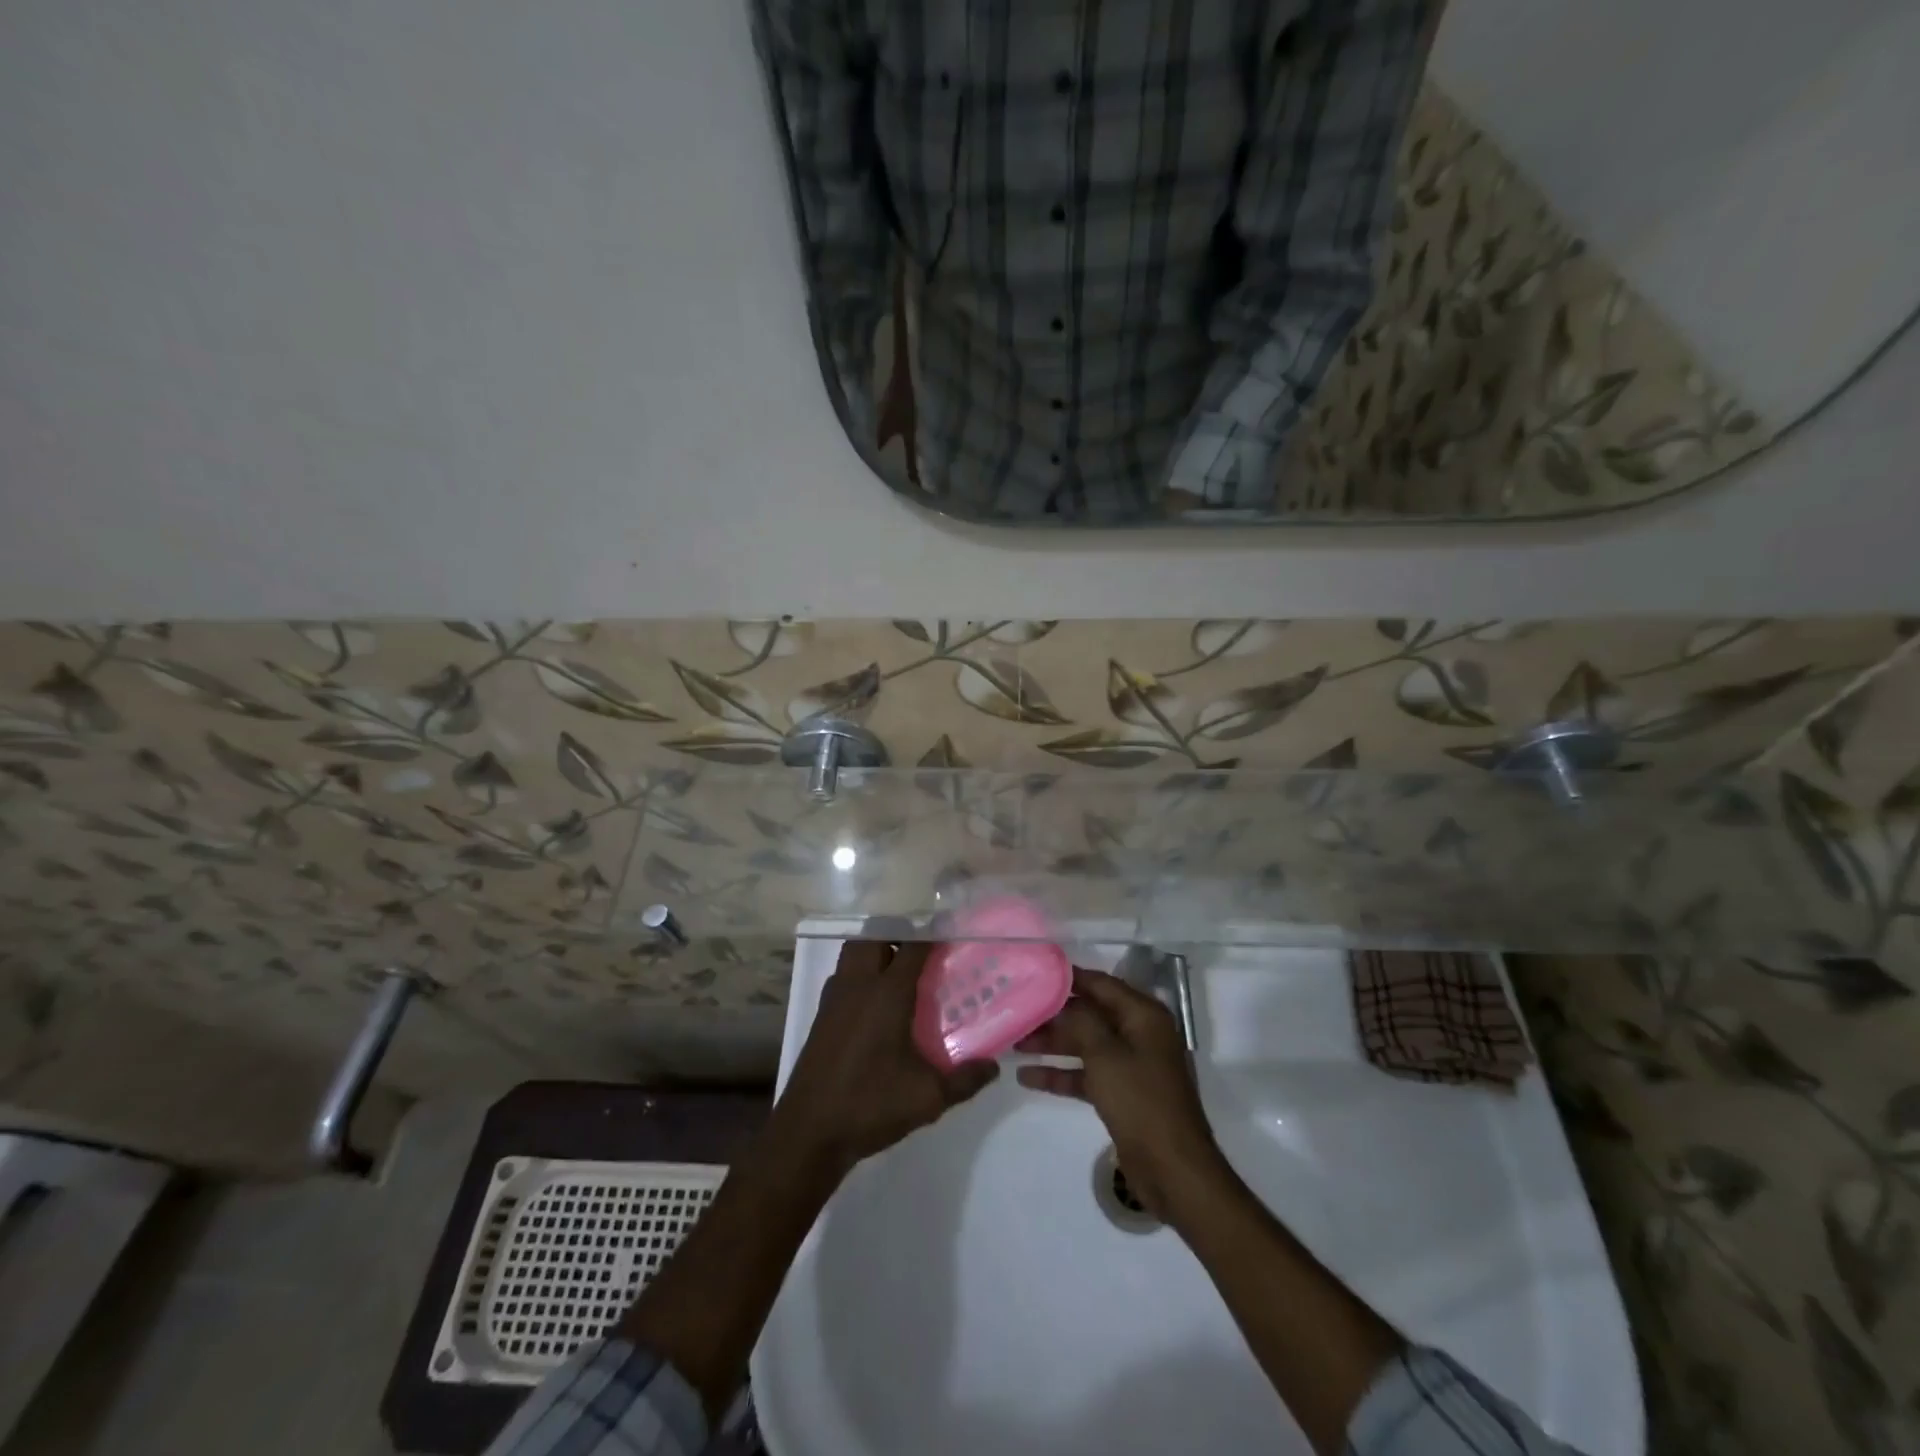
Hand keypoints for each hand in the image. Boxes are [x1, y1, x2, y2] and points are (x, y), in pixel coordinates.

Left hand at [774, 939, 999, 1178]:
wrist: (809, 1132)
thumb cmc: (870, 1105)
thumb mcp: (928, 1097)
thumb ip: (965, 1080)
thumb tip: (994, 1066)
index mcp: (887, 993)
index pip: (913, 946)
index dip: (933, 935)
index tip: (953, 936)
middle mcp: (858, 985)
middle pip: (875, 937)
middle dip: (898, 937)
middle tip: (923, 957)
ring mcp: (835, 999)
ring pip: (853, 953)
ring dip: (875, 952)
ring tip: (900, 976)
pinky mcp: (822, 1016)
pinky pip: (843, 976)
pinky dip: (859, 975)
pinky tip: (876, 1006)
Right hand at [1017, 967, 1227, 1220]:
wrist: (1173, 1171)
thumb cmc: (1141, 1102)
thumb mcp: (1105, 1055)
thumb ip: (1080, 1022)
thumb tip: (1061, 1004)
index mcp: (1143, 1016)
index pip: (1100, 984)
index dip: (1068, 978)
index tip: (1034, 972)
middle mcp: (1138, 1034)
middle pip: (1090, 1014)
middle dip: (1054, 1015)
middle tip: (1016, 1009)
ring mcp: (1130, 1065)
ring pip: (1085, 1045)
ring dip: (1053, 1044)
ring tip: (1014, 1041)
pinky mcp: (1122, 1094)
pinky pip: (1087, 1074)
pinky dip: (1061, 1074)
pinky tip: (1027, 1076)